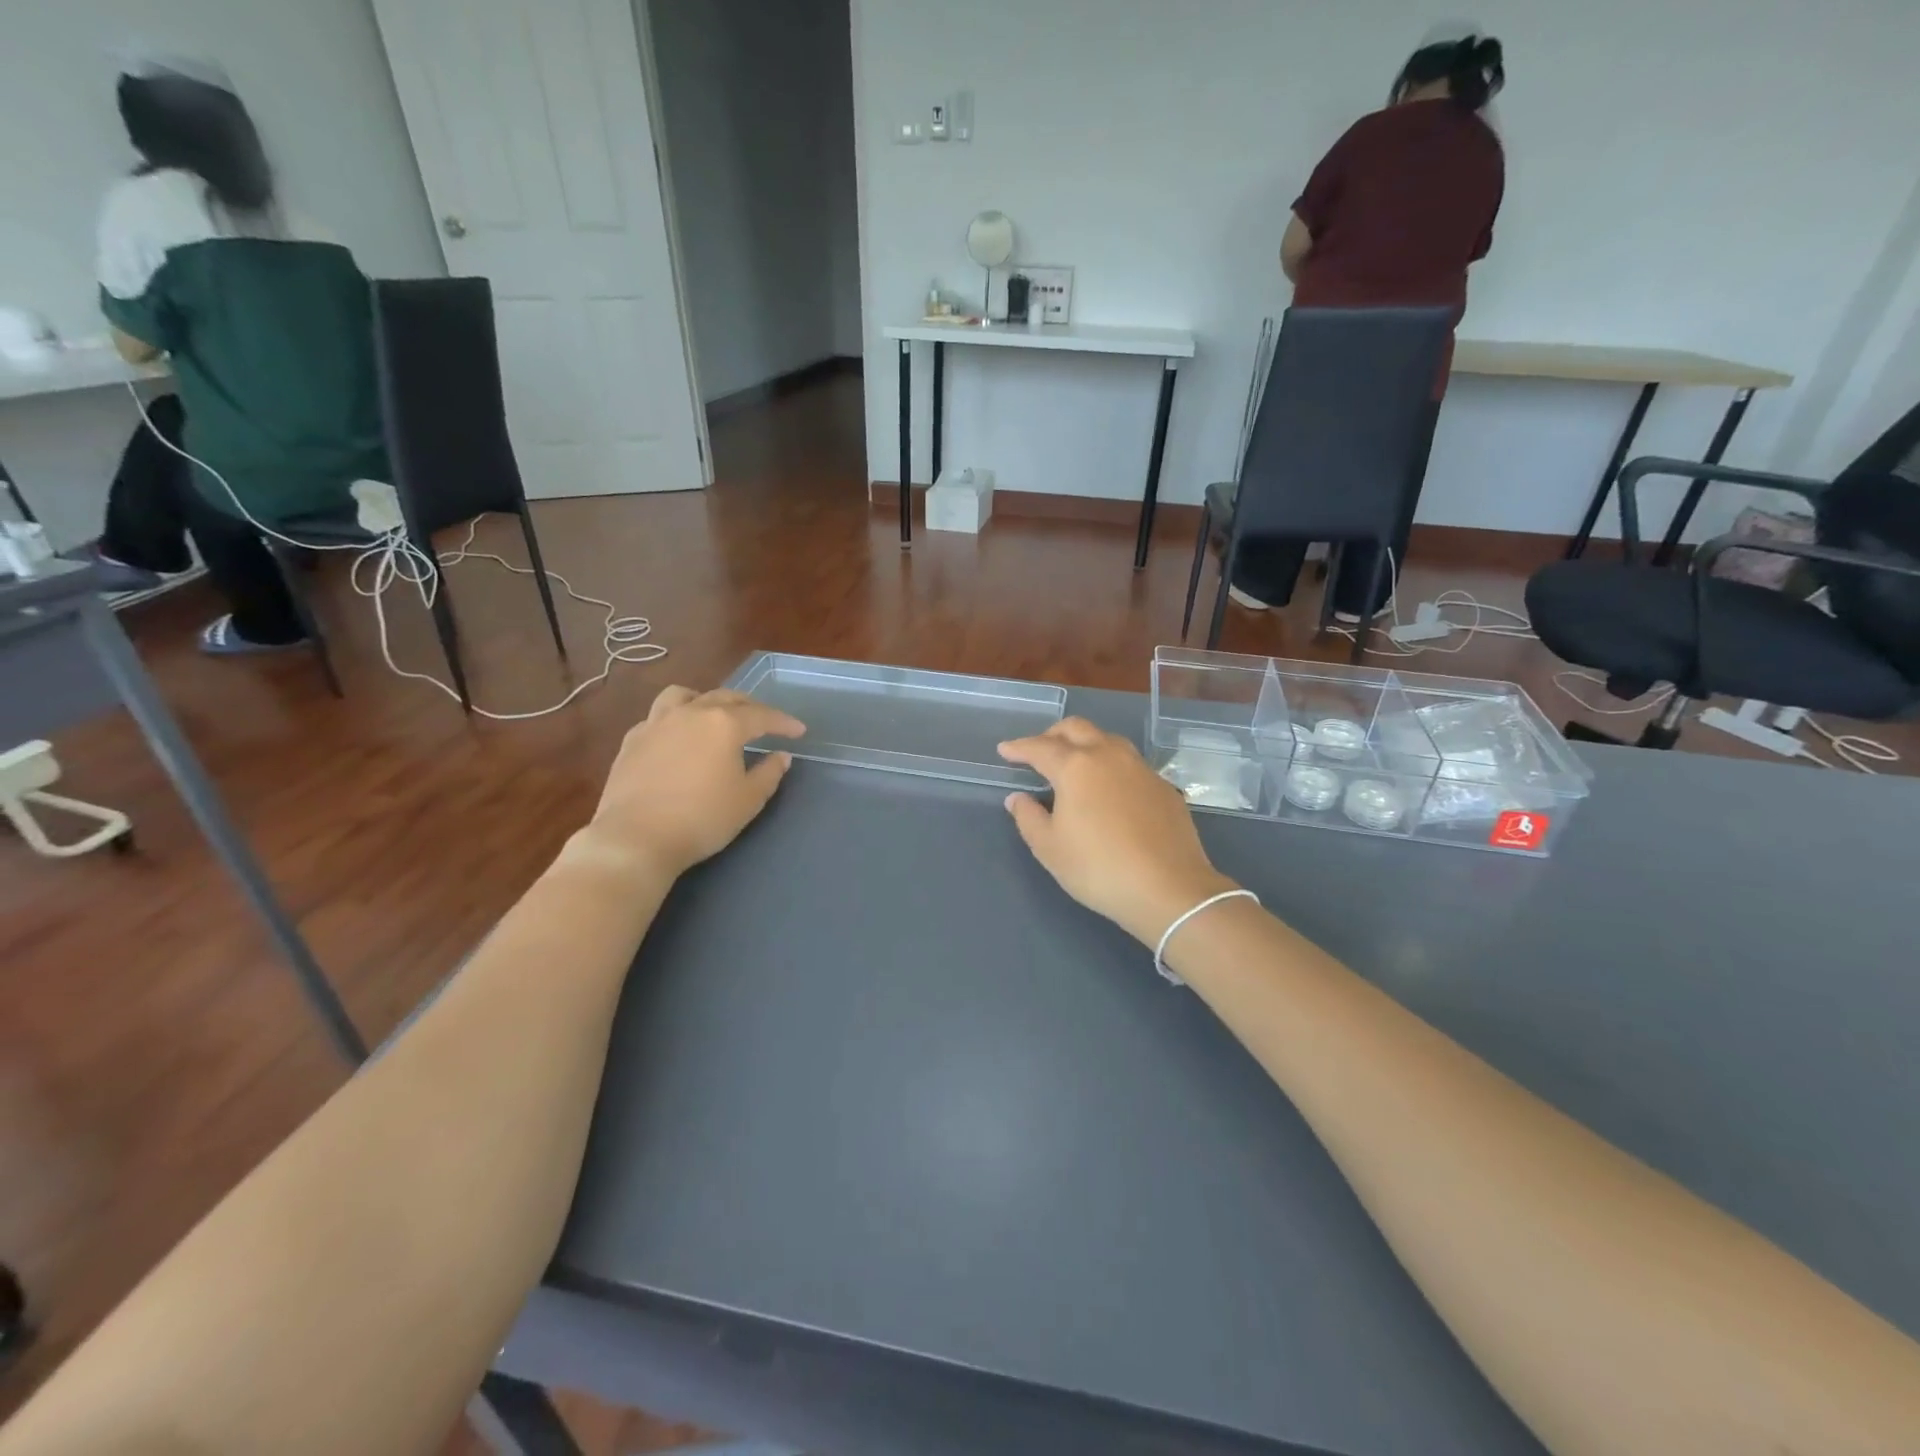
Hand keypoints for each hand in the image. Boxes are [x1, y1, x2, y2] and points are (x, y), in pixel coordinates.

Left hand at [573, 686, 804, 880]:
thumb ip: (769, 773)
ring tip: (713, 714)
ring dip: (704, 700)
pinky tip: (676, 738)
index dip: (783, 722)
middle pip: (725, 697)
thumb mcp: (748, 800)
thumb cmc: (702, 818)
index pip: (762, 715)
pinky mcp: (632, 741)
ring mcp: (656, 723)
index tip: (799, 730)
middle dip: (749, 706)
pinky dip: (674, 720)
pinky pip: (657, 717)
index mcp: (724, 724)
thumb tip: (781, 756)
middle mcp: (690, 713)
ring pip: (683, 696)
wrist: (636, 838)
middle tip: (763, 721)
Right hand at [999, 719, 1236, 946]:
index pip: (1040, 747)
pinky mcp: (1163, 786)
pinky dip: (1111, 766)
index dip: (1019, 747)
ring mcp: (1141, 768)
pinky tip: (1109, 790)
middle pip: (1077, 728)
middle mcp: (1109, 756)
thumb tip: (1018, 798)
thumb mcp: (1049, 848)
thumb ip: (1028, 817)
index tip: (1005, 750)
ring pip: (1108, 740)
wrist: (1169, 888)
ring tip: (1074, 765)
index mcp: (1076, 766)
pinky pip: (1130, 763)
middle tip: (1039, 751)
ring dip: (1085, 744)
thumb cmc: (1098, 868)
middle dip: (1053, 734)